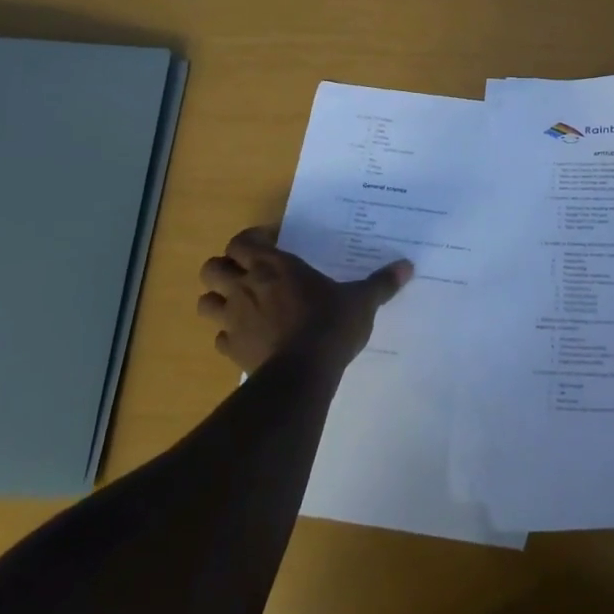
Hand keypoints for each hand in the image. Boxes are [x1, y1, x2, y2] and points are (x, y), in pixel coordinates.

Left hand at [198, 227, 411, 374]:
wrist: (304, 373)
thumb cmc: (330, 323)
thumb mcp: (361, 300)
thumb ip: (381, 282)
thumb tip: (407, 266)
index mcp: (274, 266)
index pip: (241, 242)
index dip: (250, 241)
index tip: (269, 243)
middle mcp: (246, 287)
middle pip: (212, 268)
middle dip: (224, 269)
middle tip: (247, 273)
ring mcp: (234, 320)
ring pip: (205, 303)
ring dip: (218, 300)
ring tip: (239, 304)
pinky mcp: (232, 351)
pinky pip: (219, 339)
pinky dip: (228, 335)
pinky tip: (248, 338)